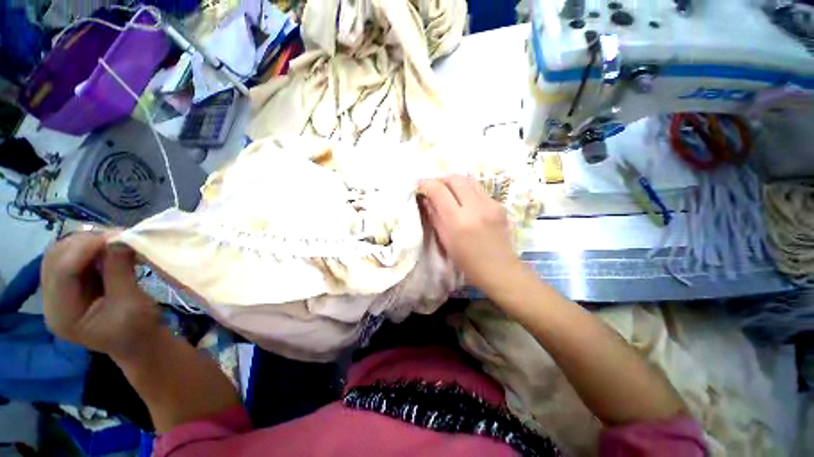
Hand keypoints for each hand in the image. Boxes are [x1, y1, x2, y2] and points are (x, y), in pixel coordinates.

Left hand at [42, 233, 160, 360]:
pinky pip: (73, 257)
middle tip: (118, 235)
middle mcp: (52, 302)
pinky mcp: (70, 285)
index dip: (85, 249)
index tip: (116, 235)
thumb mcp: (132, 303)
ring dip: (88, 242)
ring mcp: (59, 292)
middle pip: (55, 259)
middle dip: (85, 242)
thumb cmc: (138, 330)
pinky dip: (91, 248)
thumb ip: (120, 271)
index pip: (62, 272)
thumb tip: (120, 239)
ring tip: (116, 240)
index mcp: (62, 316)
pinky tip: (110, 248)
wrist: (139, 343)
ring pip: (62, 253)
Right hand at [420, 175, 523, 294]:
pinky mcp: (499, 205)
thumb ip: (434, 216)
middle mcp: (475, 207)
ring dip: (455, 182)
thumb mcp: (445, 240)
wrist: (499, 269)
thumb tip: (426, 199)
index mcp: (458, 220)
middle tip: (435, 187)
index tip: (421, 185)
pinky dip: (468, 190)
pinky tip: (465, 201)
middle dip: (441, 179)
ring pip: (469, 180)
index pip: (439, 190)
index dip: (427, 184)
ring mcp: (490, 204)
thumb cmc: (467, 260)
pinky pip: (479, 189)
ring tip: (449, 191)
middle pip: (455, 178)